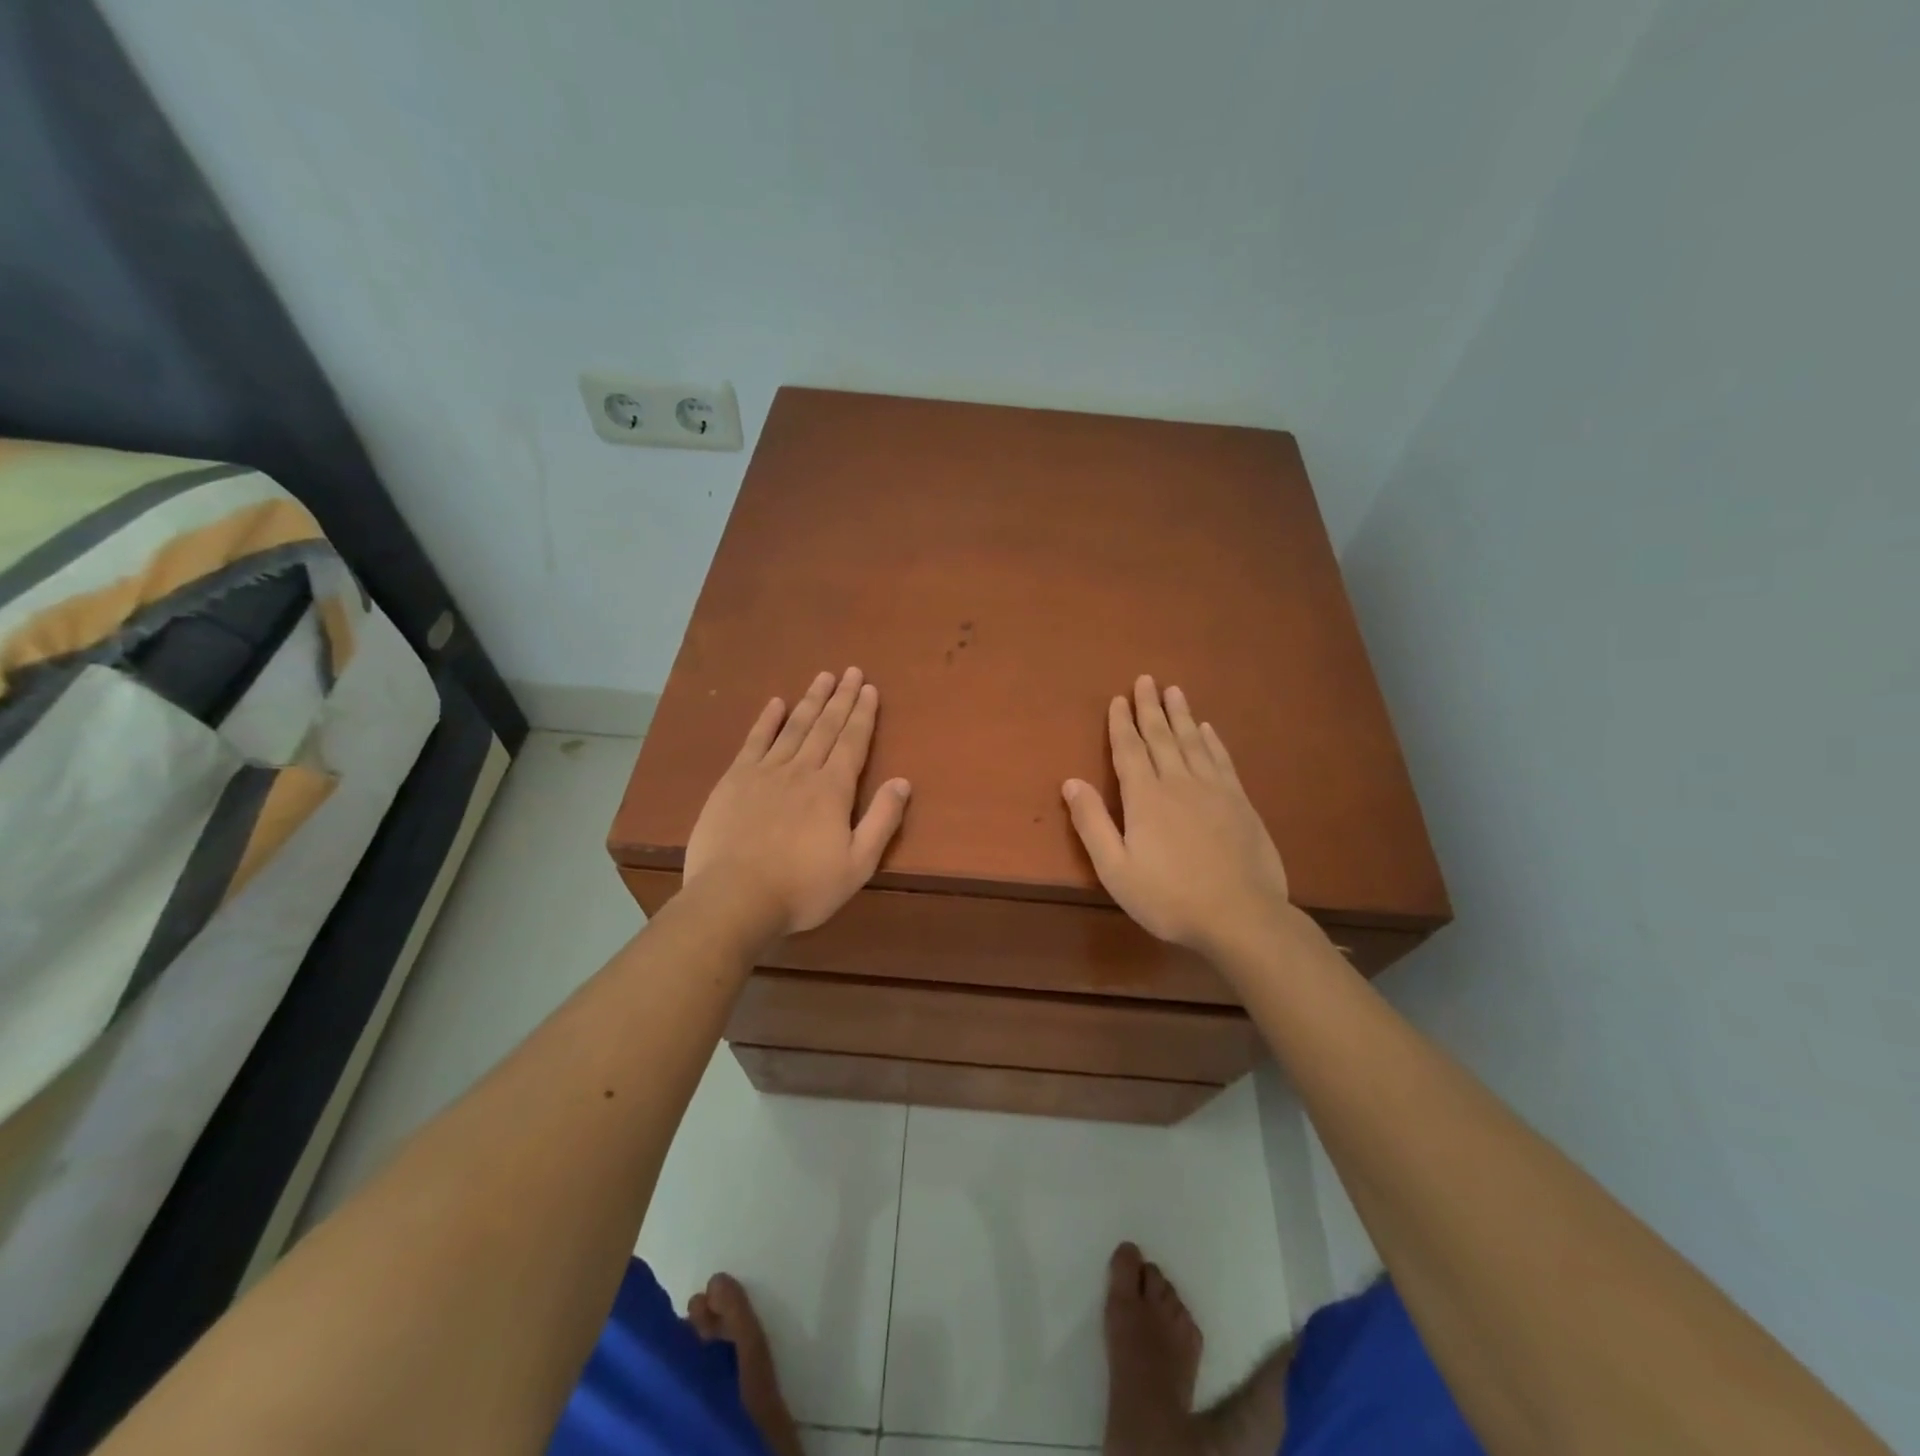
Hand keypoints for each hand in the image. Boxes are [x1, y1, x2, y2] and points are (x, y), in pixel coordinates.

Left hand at [684, 668, 910, 937]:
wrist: (735, 898)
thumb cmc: (802, 888)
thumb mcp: (857, 865)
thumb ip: (882, 821)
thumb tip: (902, 782)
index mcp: (833, 789)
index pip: (853, 742)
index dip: (862, 714)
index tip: (869, 688)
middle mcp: (802, 770)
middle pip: (826, 726)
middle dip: (841, 697)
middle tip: (851, 670)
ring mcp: (765, 772)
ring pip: (794, 727)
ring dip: (810, 700)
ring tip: (823, 677)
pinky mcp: (734, 780)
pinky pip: (755, 741)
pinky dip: (767, 720)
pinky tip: (776, 703)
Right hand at [1063, 676, 1290, 961]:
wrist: (1240, 915)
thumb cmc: (1168, 897)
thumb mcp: (1116, 868)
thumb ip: (1092, 823)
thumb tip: (1071, 782)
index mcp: (1144, 797)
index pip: (1129, 750)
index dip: (1121, 724)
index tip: (1118, 699)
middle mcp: (1178, 782)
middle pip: (1161, 737)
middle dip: (1150, 708)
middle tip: (1146, 679)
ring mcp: (1213, 789)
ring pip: (1192, 741)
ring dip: (1181, 715)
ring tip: (1173, 691)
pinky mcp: (1239, 801)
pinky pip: (1221, 760)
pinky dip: (1212, 741)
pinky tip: (1207, 729)